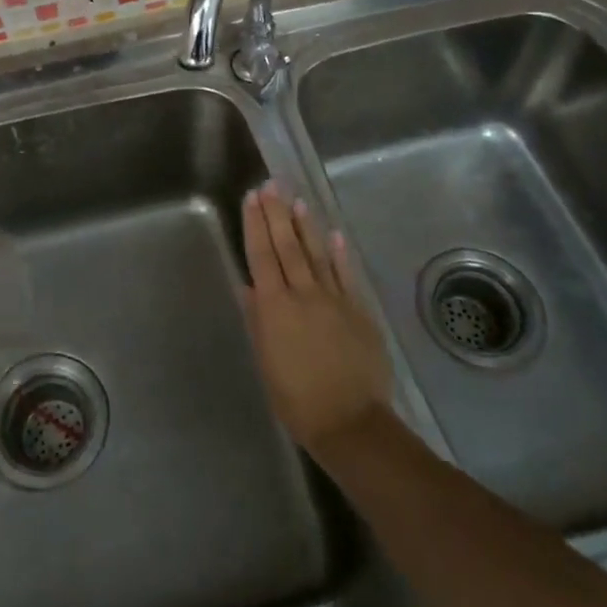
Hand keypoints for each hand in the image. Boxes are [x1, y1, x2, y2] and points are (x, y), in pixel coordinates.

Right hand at [240, 185, 391, 458]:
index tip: (252, 197)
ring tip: (298, 199)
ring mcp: (334, 299)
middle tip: (271, 185)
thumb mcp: (266, 363)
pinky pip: (346, 275)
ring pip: (316, 253)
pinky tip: (334, 234)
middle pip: (287, 246)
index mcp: (274, 307)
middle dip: (277, 213)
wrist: (350, 421)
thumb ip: (258, 321)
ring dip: (306, 225)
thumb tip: (248, 287)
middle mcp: (303, 294)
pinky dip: (339, 254)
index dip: (255, 225)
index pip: (261, 256)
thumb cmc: (297, 399)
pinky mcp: (358, 310)